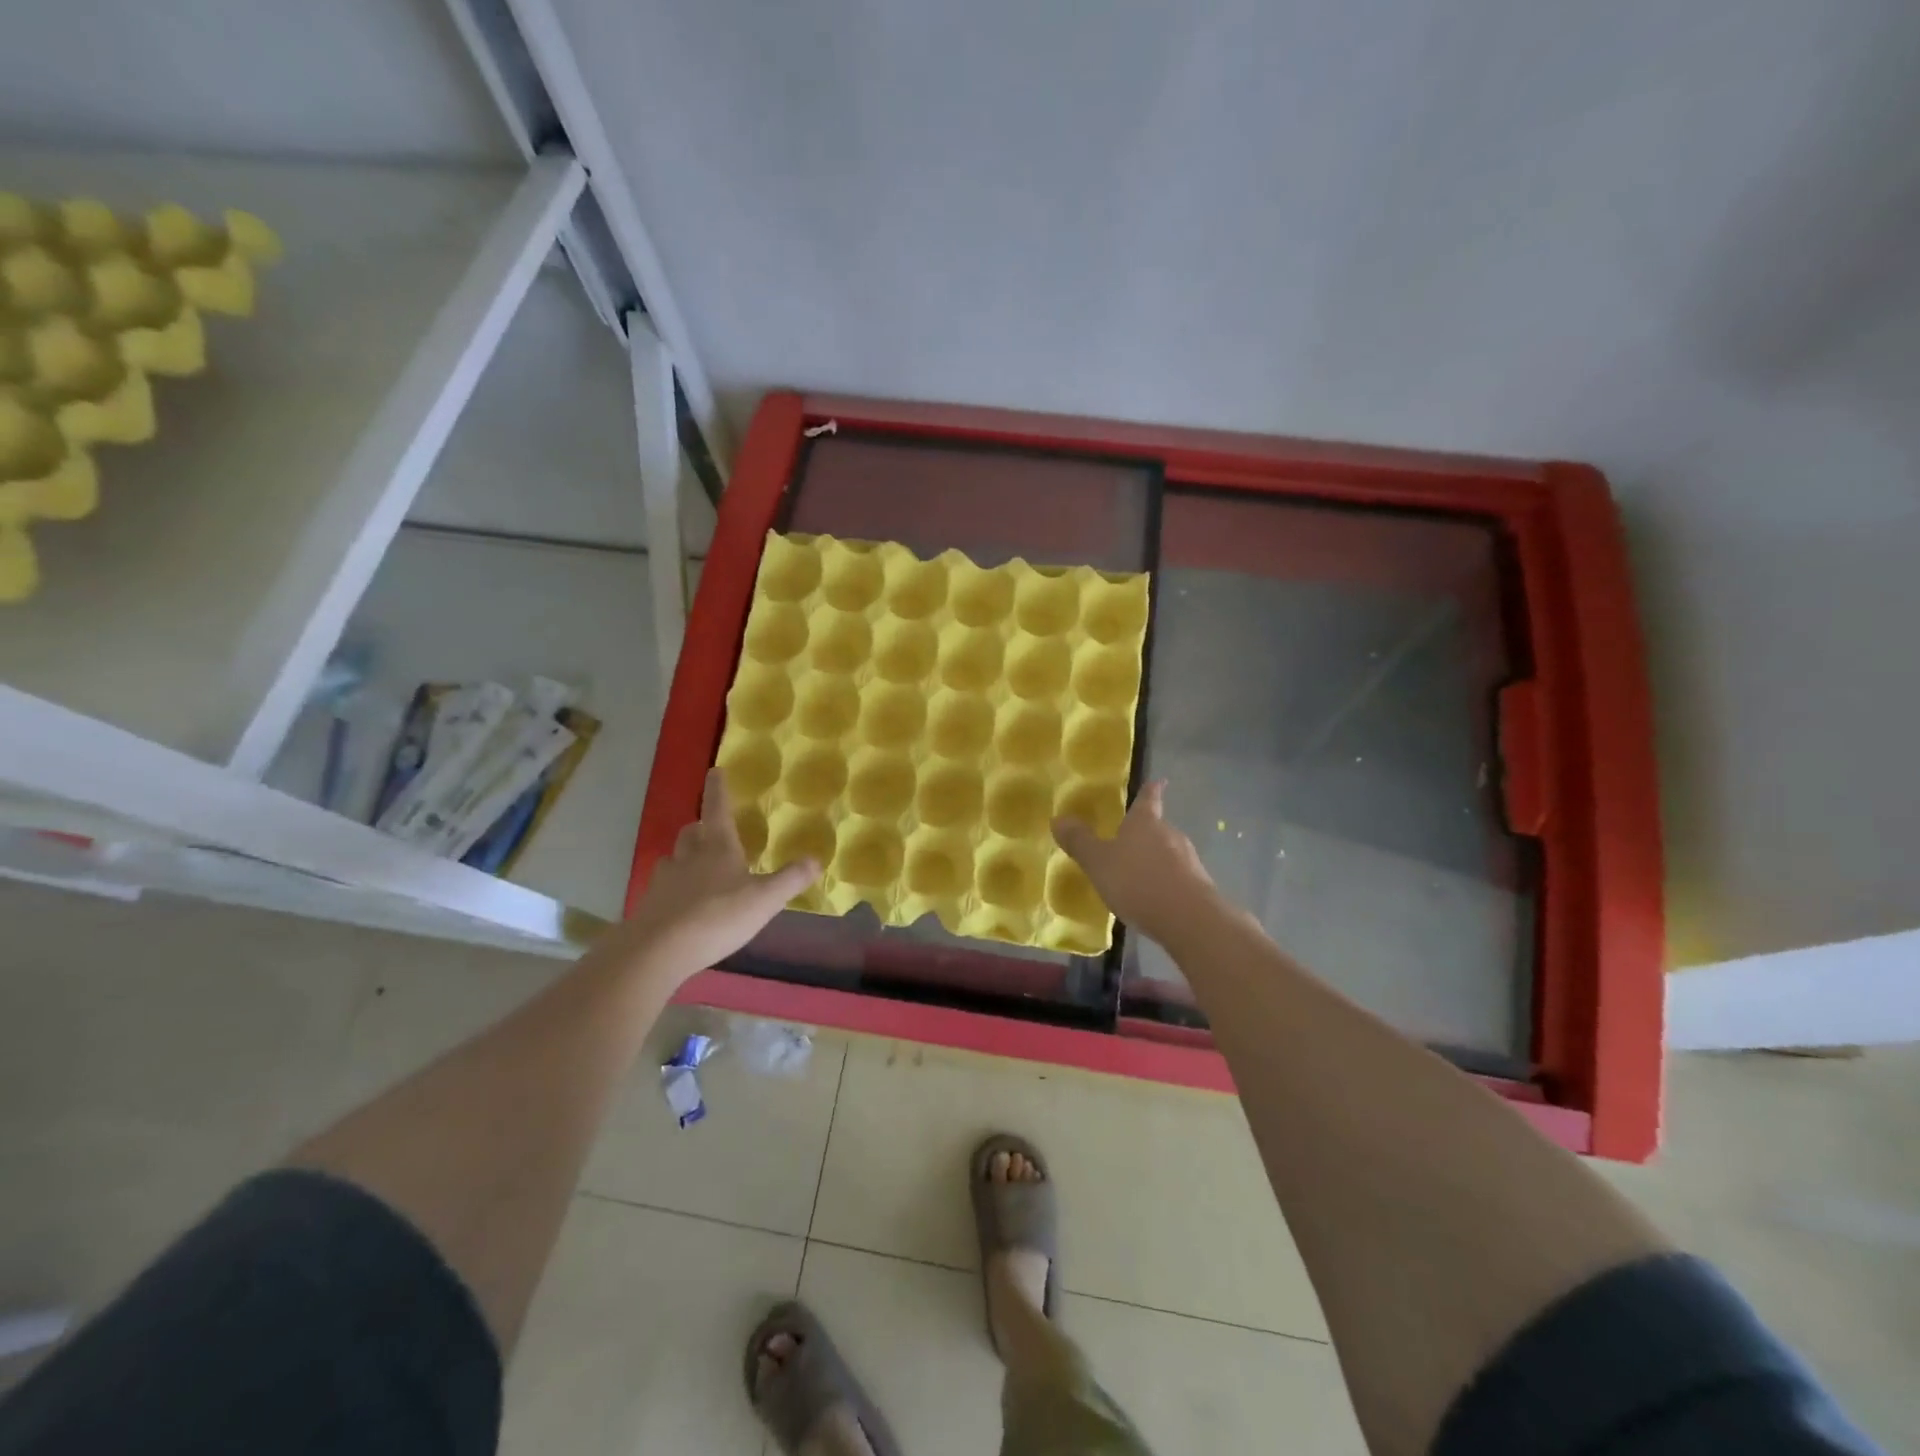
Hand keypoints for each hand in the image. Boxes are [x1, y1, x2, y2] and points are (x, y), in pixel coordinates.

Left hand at [623, 770, 820, 984]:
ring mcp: (665, 881)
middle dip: (700, 827)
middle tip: (710, 829)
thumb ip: (790, 879)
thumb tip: (815, 859)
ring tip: (697, 869)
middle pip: (691, 832)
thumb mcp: (765, 899)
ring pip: (674, 859)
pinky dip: (674, 890)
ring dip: (685, 858)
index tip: (714, 771)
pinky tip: (683, 906)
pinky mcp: (650, 906)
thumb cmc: (717, 916)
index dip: (718, 790)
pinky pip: (663, 889)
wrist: (658, 950)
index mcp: (718, 847)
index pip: (717, 809)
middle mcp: (688, 857)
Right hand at [1052, 780, 1220, 946]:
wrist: (1188, 919)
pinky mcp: (1199, 887)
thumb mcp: (1098, 862)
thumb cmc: (1138, 881)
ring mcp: (1188, 861)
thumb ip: (1079, 842)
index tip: (1160, 781)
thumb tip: (1057, 818)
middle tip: (1129, 840)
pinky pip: (1177, 878)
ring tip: (1137, 874)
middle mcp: (1170, 835)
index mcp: (1145, 823)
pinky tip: (1153, 899)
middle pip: (1158, 828)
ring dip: (1155, 860)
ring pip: (1169, 853)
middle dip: (1145, 833)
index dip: (1151, 790)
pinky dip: (1164, 883)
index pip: (1148, 799)